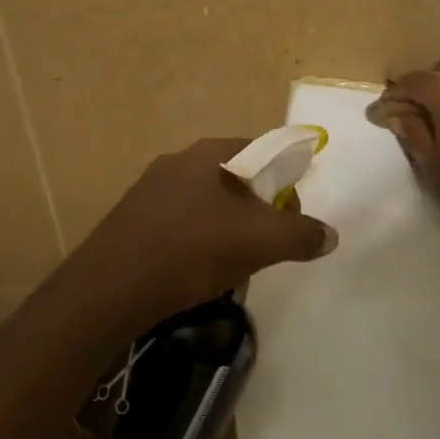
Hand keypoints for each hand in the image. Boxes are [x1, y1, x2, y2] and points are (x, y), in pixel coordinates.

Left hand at [63, 138, 337, 326]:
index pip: (260, 149)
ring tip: (235, 260)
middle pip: (233, 177)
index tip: (292, 210)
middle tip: (267, 239)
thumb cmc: (192, 250)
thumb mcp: (259, 242)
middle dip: (255, 206)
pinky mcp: (131, 220)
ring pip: (204, 202)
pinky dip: (196, 240)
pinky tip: (197, 270)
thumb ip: (300, 235)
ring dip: (226, 226)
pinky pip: (178, 223)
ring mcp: (149, 190)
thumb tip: (329, 235)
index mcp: (208, 154)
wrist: (110, 288)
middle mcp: (177, 161)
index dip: (284, 176)